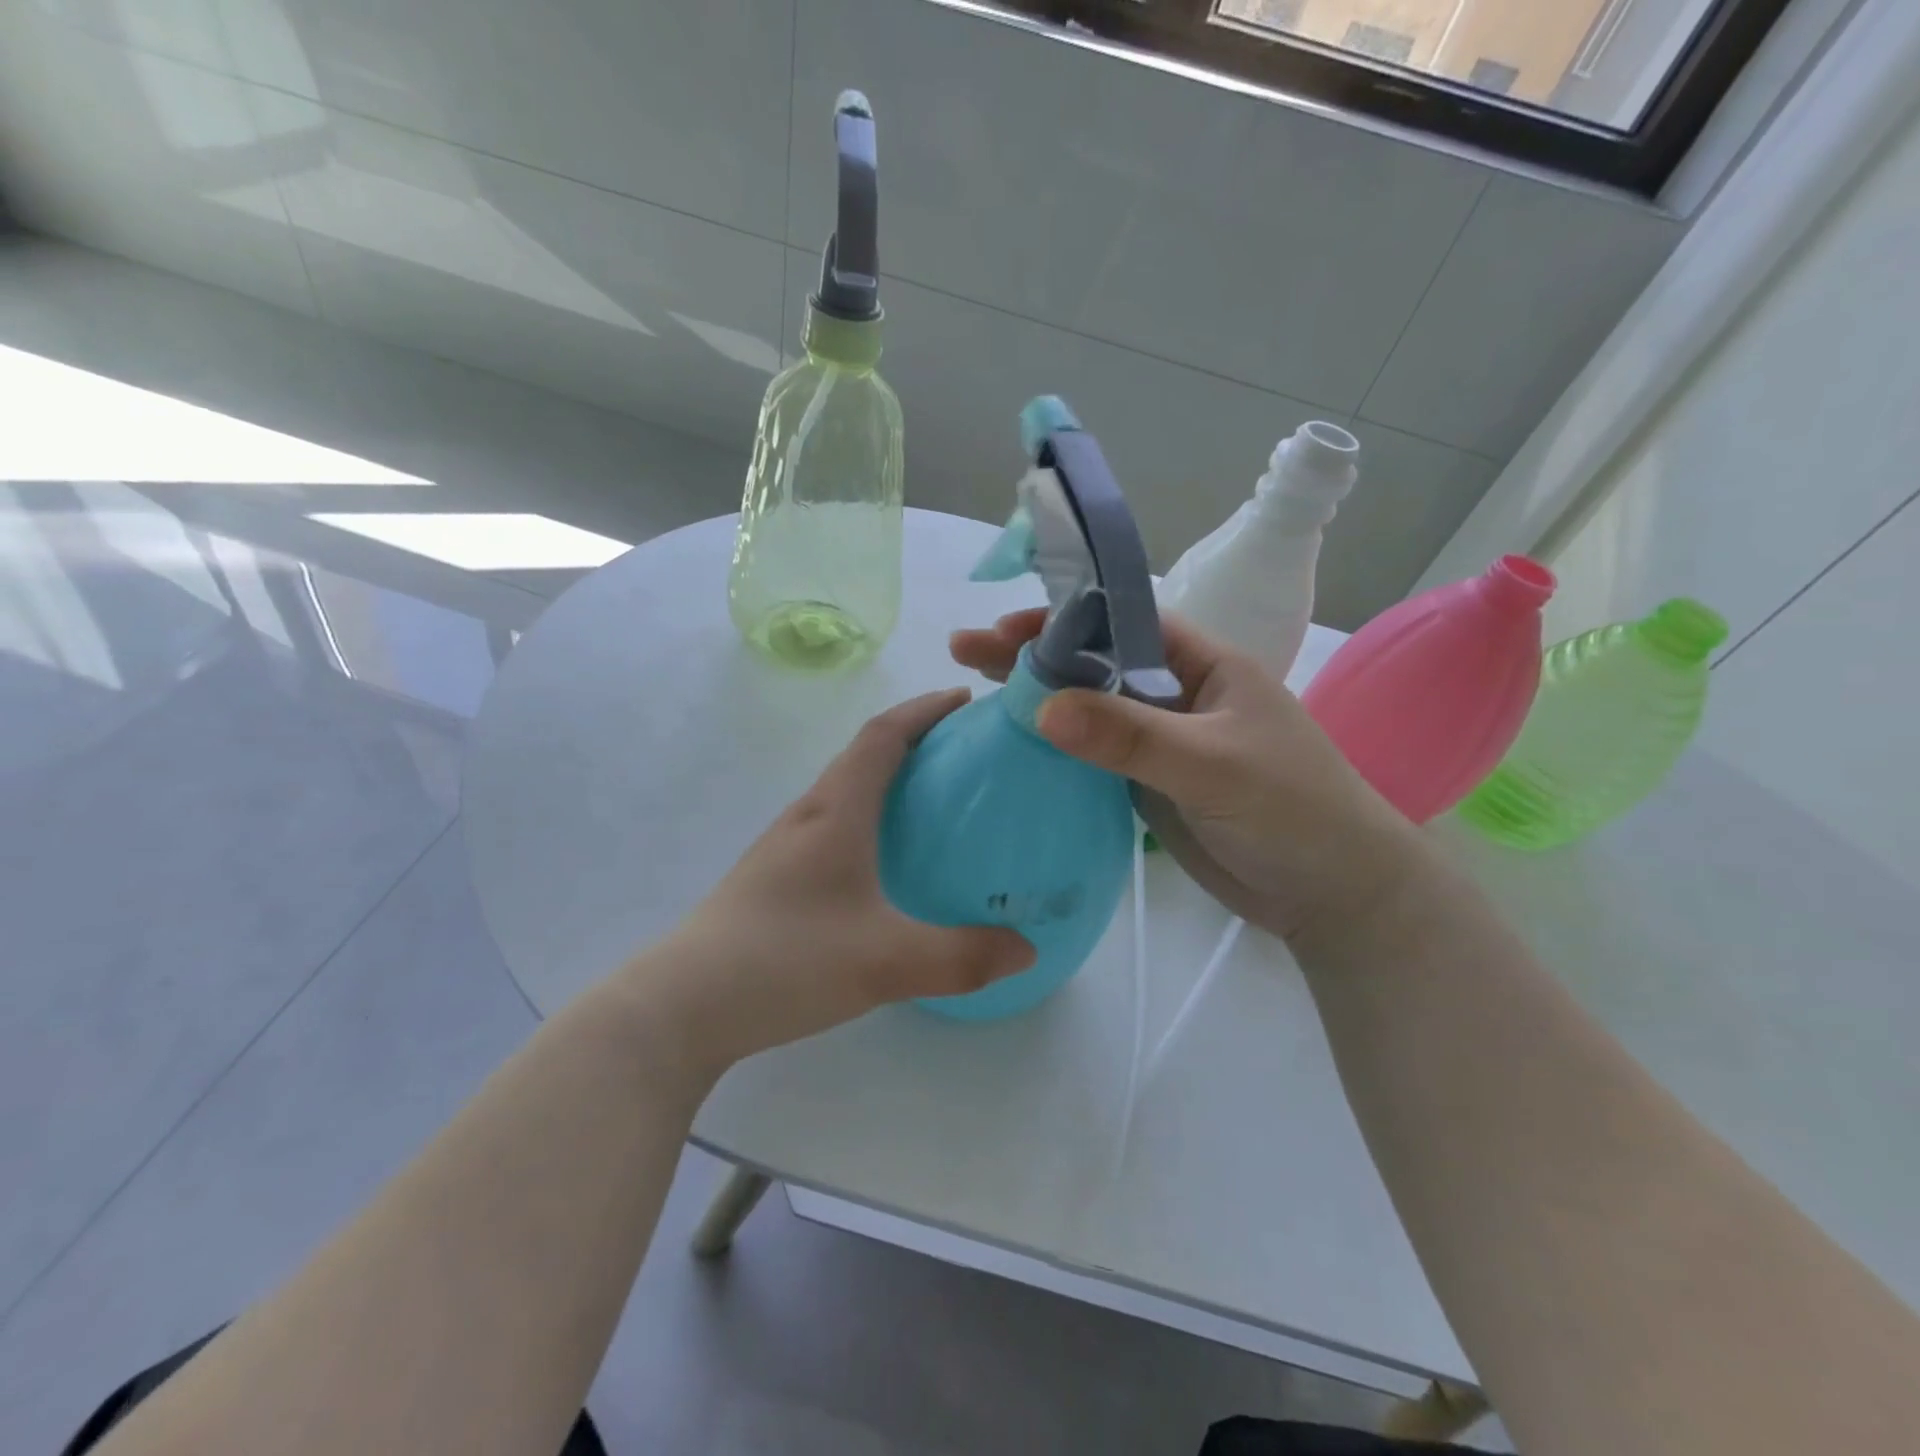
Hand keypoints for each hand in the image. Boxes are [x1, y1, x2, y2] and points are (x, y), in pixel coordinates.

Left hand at [631, 690, 1034, 1071]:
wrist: (682, 1005)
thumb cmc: (785, 960)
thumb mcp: (885, 962)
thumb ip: (962, 956)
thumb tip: (1028, 949)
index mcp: (836, 811)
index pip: (883, 735)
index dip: (925, 710)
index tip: (965, 701)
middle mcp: (808, 815)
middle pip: (864, 755)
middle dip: (915, 739)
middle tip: (966, 754)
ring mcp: (784, 846)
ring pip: (846, 790)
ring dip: (889, 778)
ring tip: (935, 802)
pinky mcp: (774, 877)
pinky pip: (833, 825)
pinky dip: (869, 817)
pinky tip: (885, 863)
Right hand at [950, 609, 1425, 945]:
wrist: (1330, 894)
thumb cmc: (1292, 810)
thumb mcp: (1213, 764)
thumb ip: (1131, 736)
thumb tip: (1042, 706)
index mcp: (1202, 663)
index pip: (1122, 623)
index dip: (1064, 620)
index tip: (1006, 629)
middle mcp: (1174, 693)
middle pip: (1093, 664)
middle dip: (1032, 655)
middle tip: (964, 650)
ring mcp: (1157, 741)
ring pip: (1086, 710)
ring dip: (1034, 700)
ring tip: (970, 690)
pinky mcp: (1144, 785)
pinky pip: (1089, 757)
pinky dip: (1051, 748)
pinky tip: (1009, 743)